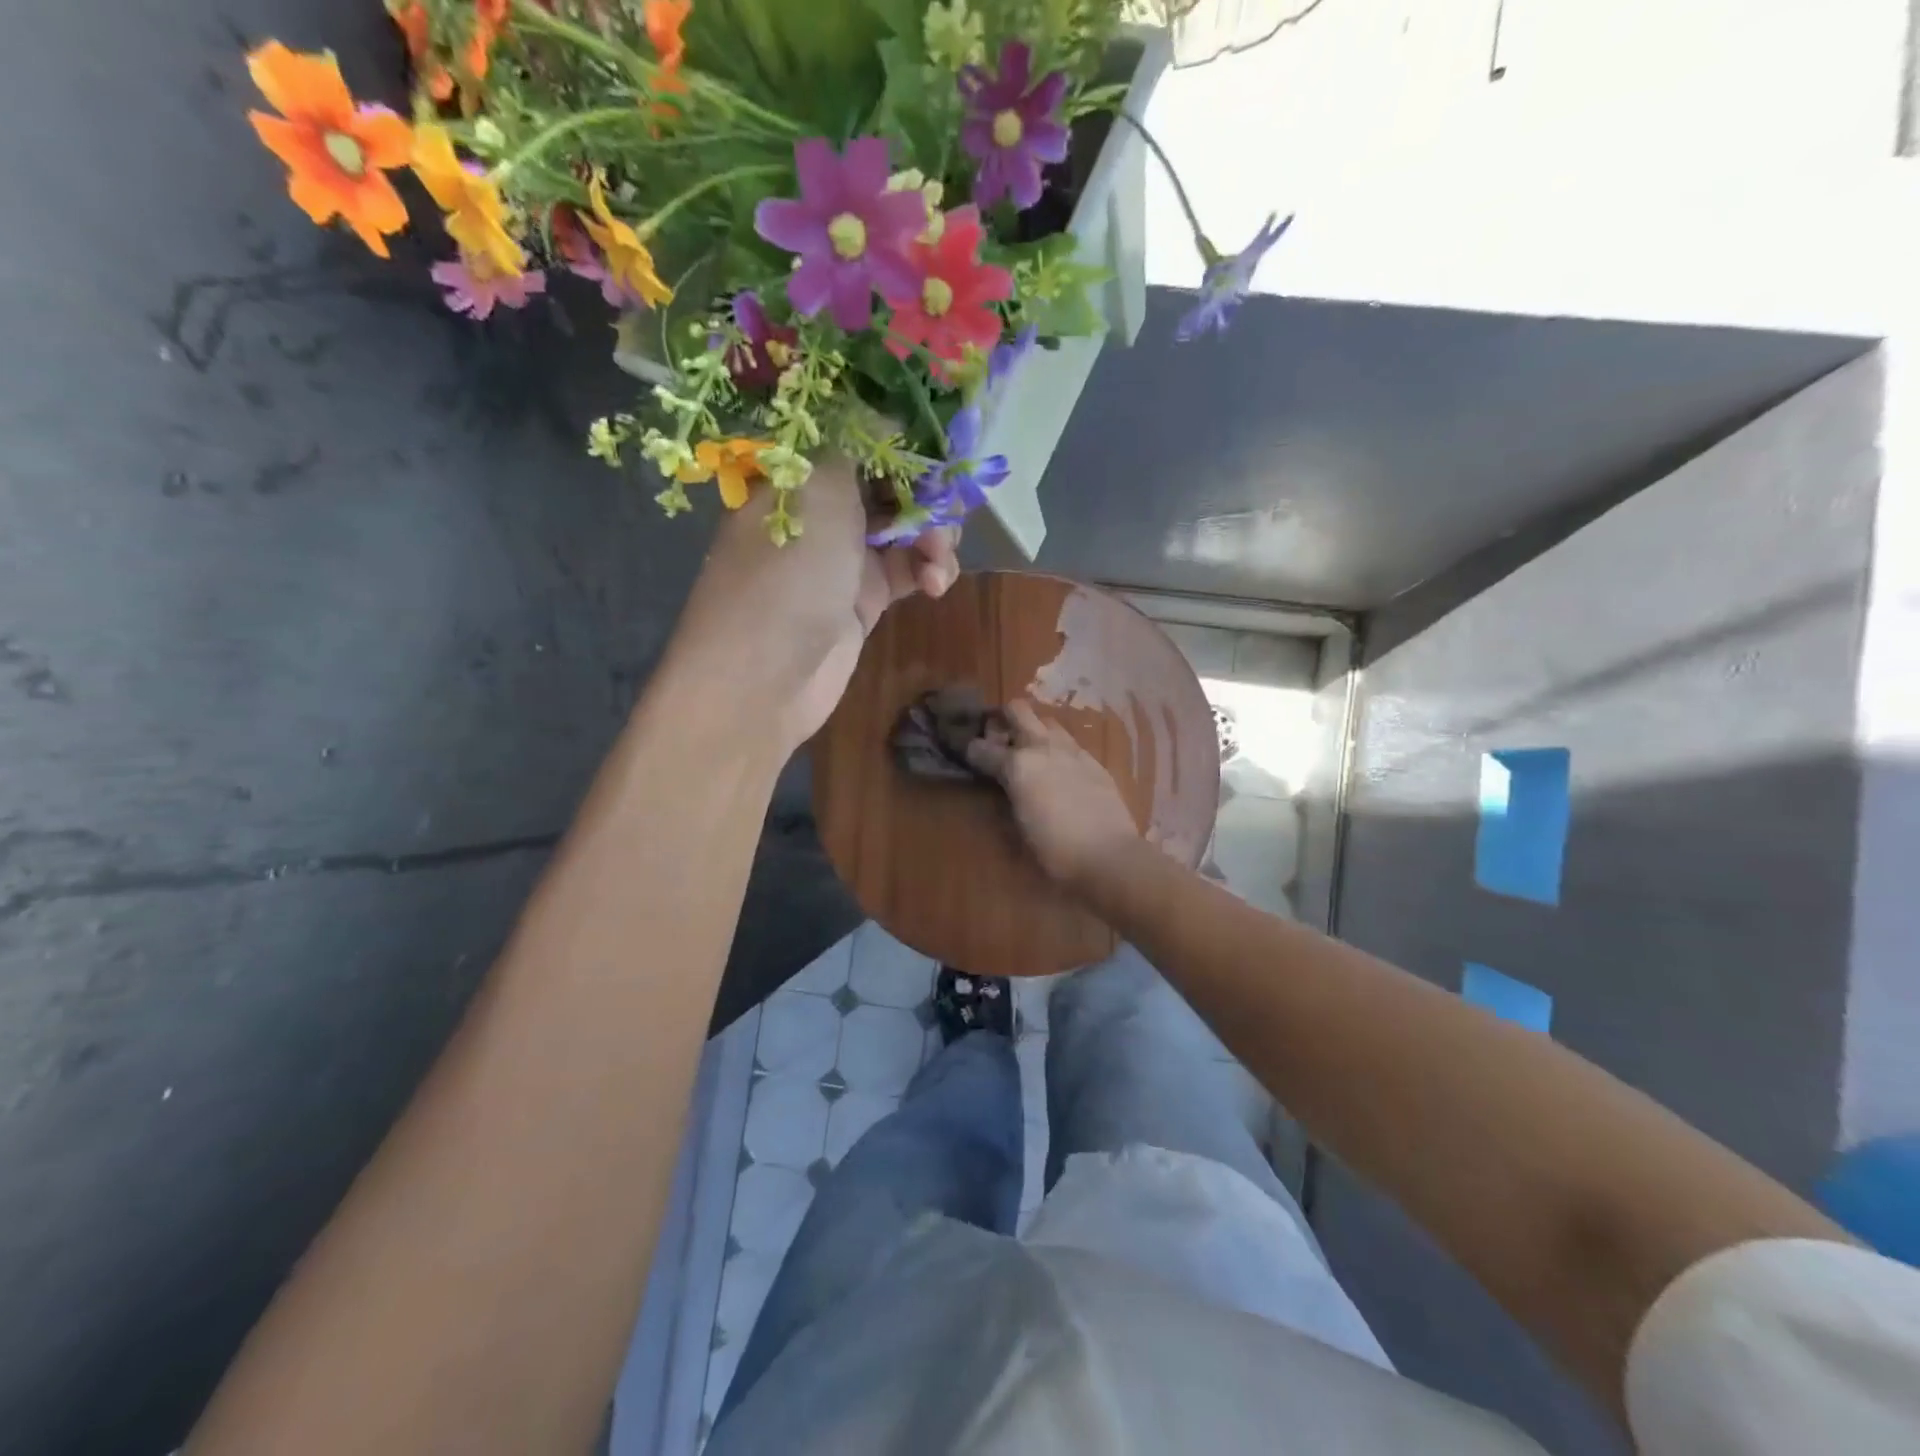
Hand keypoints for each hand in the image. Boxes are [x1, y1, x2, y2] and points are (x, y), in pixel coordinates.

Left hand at [668, 459, 959, 752]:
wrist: (765, 679)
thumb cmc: (787, 574)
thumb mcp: (819, 490)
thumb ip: (857, 442)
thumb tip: (882, 406)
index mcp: (798, 471)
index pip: (859, 436)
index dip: (903, 437)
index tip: (944, 444)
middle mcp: (820, 507)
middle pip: (890, 480)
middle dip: (926, 491)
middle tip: (947, 508)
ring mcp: (843, 555)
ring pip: (906, 527)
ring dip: (934, 535)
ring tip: (939, 557)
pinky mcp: (864, 598)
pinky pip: (908, 570)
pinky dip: (929, 571)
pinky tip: (937, 583)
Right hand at [966, 700, 1140, 891]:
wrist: (1109, 856)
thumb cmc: (1054, 851)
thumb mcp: (1017, 831)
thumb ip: (1005, 801)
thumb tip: (1001, 789)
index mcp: (1017, 765)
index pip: (982, 748)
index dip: (971, 751)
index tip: (970, 755)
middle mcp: (1042, 748)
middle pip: (1018, 710)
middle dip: (1004, 718)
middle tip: (1000, 737)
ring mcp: (1072, 751)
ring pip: (1048, 722)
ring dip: (1035, 730)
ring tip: (1032, 752)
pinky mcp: (1095, 762)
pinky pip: (1071, 744)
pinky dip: (1059, 750)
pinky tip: (1061, 770)